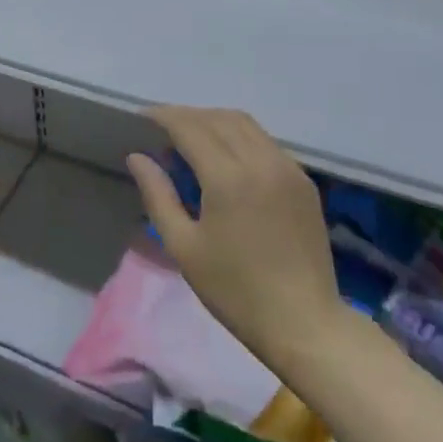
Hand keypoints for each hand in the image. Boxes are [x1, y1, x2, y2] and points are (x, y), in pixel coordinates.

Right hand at [128, 106, 340, 376]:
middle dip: (186, 116)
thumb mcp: (184, 248)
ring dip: (213, 121)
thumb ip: (158, 195)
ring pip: (244, 123)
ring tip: (191, 139)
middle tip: (161, 130)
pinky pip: (265, 141)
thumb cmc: (236, 291)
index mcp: (228, 178)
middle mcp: (261, 161)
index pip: (190, 127)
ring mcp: (287, 168)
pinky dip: (239, 136)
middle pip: (217, 118)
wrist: (305, 325)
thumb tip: (137, 157)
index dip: (163, 116)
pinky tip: (226, 158)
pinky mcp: (303, 180)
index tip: (141, 118)